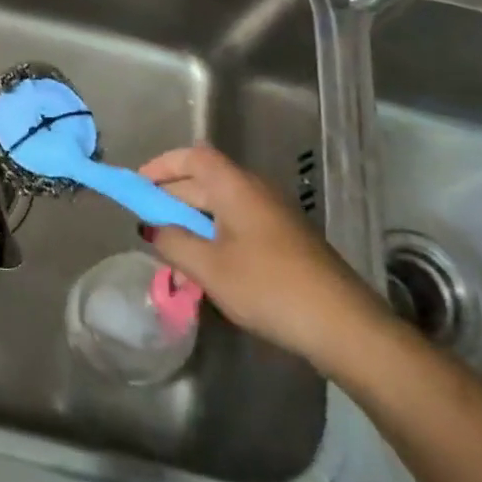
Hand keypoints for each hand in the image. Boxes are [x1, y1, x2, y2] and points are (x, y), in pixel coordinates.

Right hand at [138, 143, 384, 365]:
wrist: (343, 325)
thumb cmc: (269, 288)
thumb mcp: (209, 268)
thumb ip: (173, 242)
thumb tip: (151, 227)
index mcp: (236, 187)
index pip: (194, 156)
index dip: (162, 165)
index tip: (138, 187)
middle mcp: (255, 191)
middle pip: (205, 179)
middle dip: (171, 197)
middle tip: (146, 224)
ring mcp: (273, 215)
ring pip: (221, 205)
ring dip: (192, 221)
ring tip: (171, 250)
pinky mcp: (285, 240)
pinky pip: (238, 224)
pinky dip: (214, 235)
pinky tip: (206, 267)